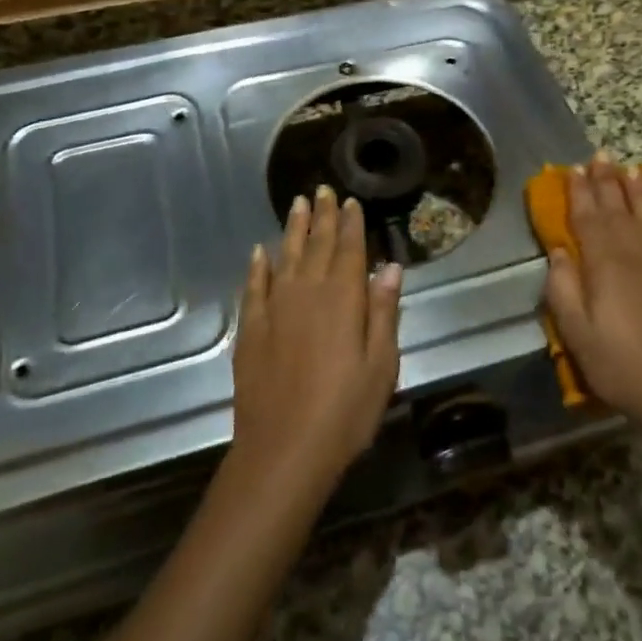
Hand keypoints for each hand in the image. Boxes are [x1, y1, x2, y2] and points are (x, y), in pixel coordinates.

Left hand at [230, 187, 402, 495]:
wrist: (283, 450)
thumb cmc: (344, 412)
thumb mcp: (381, 365)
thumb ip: (383, 312)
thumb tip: (389, 266)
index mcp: (343, 299)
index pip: (348, 250)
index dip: (351, 224)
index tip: (350, 201)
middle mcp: (307, 293)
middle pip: (316, 245)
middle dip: (322, 217)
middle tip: (323, 190)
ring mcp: (274, 309)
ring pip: (284, 257)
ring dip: (292, 230)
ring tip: (297, 205)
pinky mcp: (251, 329)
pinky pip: (255, 286)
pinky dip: (258, 267)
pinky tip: (259, 253)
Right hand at [543, 155, 641, 433]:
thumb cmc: (624, 366)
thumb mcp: (577, 334)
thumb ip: (563, 288)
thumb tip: (558, 251)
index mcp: (606, 261)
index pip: (588, 216)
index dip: (579, 191)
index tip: (572, 169)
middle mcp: (639, 250)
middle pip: (620, 206)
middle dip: (607, 180)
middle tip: (600, 156)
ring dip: (641, 188)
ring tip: (631, 169)